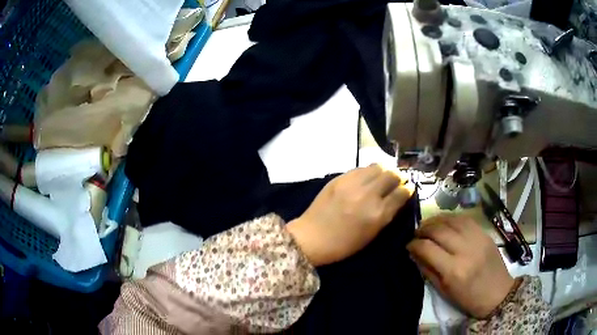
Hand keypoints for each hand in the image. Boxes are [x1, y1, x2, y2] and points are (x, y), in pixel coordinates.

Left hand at [287, 164, 412, 265]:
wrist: (312, 237)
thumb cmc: (343, 244)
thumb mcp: (371, 234)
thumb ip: (386, 215)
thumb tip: (397, 198)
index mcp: (378, 214)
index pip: (401, 193)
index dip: (407, 189)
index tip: (408, 188)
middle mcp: (368, 195)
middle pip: (391, 175)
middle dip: (398, 177)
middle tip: (396, 181)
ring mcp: (353, 184)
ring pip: (377, 167)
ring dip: (383, 171)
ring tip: (382, 177)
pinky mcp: (339, 178)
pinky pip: (360, 168)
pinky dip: (367, 171)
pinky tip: (366, 178)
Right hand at [407, 215, 514, 318]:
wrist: (498, 293)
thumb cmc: (469, 298)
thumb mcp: (445, 291)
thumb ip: (428, 271)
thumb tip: (414, 254)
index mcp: (453, 270)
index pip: (428, 248)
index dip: (414, 244)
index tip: (408, 245)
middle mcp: (465, 250)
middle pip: (439, 230)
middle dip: (423, 229)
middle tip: (416, 233)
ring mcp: (477, 238)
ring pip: (452, 220)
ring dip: (436, 220)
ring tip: (428, 225)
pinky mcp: (484, 233)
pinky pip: (465, 219)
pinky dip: (452, 218)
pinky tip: (445, 222)